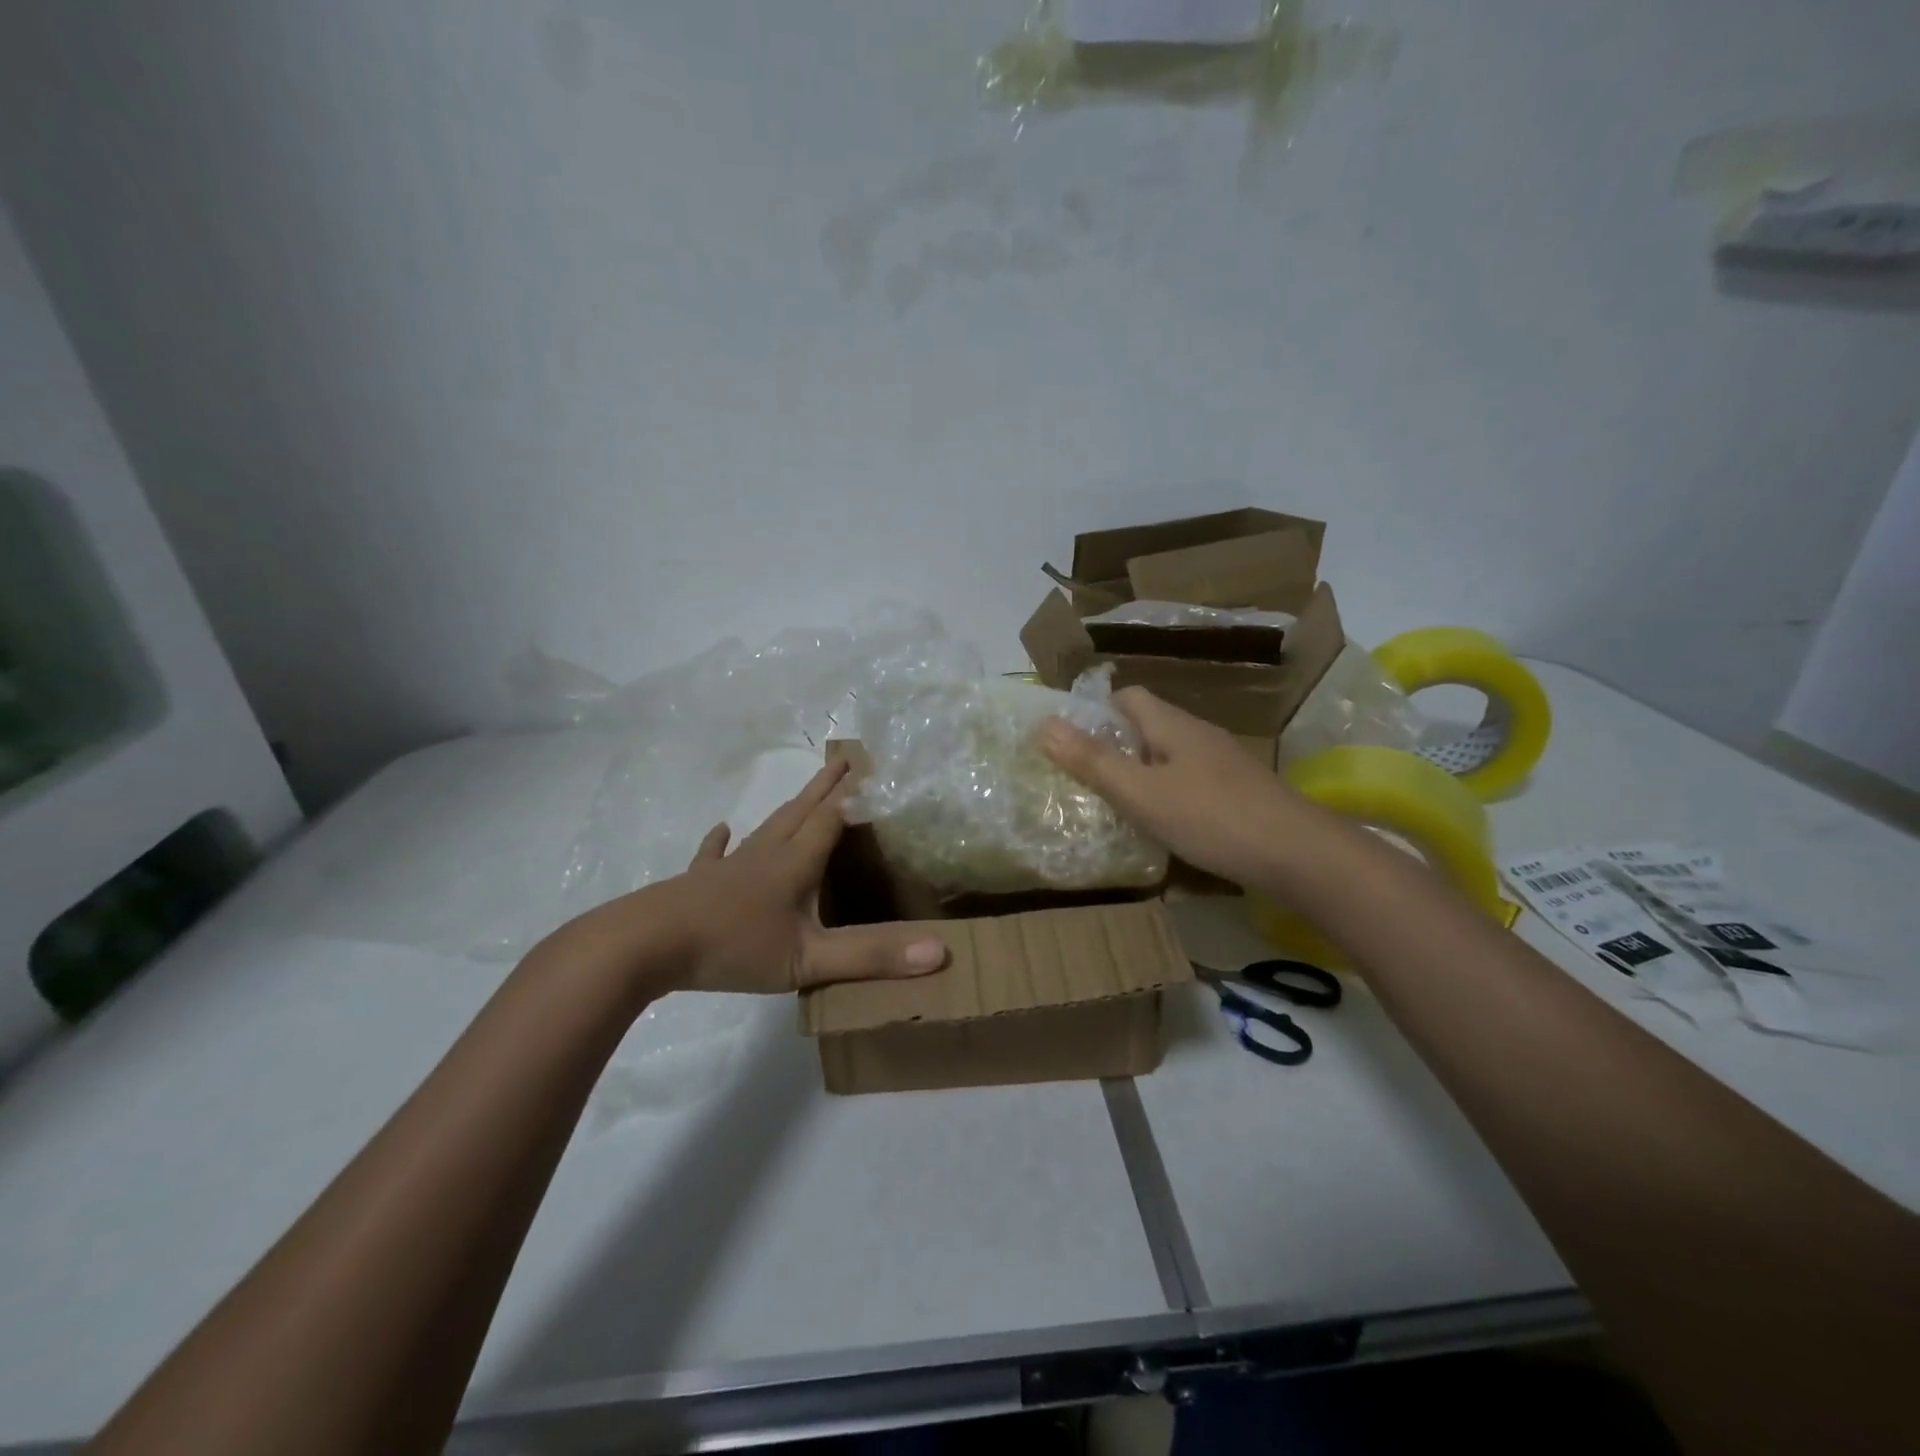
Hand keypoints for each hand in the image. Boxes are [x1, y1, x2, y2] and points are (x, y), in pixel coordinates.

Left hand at [637, 759, 946, 994]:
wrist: (647, 944)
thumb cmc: (733, 947)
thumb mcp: (809, 959)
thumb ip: (872, 957)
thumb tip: (941, 952)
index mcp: (795, 863)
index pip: (833, 817)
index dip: (855, 794)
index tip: (875, 766)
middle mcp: (766, 853)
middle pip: (803, 810)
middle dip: (828, 784)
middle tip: (847, 757)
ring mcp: (730, 865)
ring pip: (768, 826)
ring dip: (791, 806)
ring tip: (806, 791)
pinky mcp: (700, 882)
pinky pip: (716, 854)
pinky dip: (723, 841)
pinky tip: (722, 830)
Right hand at [1039, 687, 1306, 889]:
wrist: (1299, 855)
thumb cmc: (1212, 817)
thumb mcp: (1142, 793)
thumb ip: (1093, 762)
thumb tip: (1044, 725)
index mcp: (1172, 725)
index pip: (1128, 696)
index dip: (1096, 711)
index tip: (1070, 741)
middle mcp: (1198, 736)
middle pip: (1147, 726)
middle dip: (1114, 746)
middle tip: (1083, 778)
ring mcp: (1223, 765)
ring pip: (1169, 757)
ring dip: (1140, 773)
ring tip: (1114, 804)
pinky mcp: (1238, 794)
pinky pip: (1190, 783)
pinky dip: (1167, 795)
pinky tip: (1161, 826)